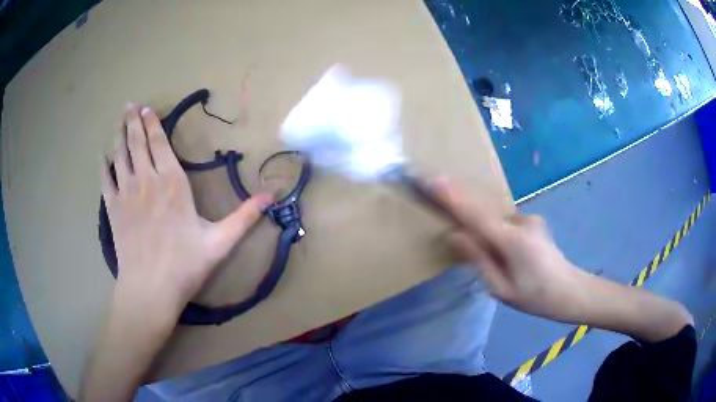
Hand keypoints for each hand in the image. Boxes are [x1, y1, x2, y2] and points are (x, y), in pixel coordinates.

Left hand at [101, 104, 272, 310]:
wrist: (150, 289)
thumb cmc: (185, 265)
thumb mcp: (220, 242)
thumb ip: (244, 217)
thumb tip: (271, 196)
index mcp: (172, 183)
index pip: (160, 144)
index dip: (153, 124)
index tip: (147, 109)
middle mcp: (146, 180)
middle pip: (137, 143)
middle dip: (133, 121)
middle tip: (130, 104)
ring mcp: (126, 193)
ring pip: (120, 155)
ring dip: (118, 135)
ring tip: (118, 118)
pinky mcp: (112, 209)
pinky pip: (105, 180)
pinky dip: (104, 165)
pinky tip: (103, 156)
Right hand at [432, 178, 586, 320]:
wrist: (570, 290)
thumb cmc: (534, 296)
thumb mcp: (500, 289)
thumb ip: (478, 259)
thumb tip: (455, 235)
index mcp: (511, 241)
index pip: (475, 214)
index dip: (452, 196)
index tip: (432, 179)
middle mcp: (520, 221)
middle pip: (482, 205)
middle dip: (458, 195)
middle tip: (435, 185)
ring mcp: (528, 218)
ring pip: (494, 216)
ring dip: (478, 219)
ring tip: (477, 240)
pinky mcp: (532, 221)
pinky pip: (504, 220)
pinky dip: (492, 226)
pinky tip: (499, 248)